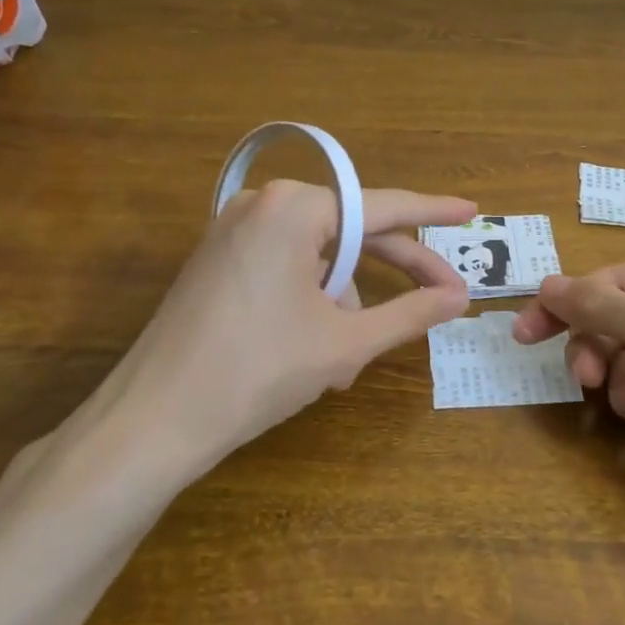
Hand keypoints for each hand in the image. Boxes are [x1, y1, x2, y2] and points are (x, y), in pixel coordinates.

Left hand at [89, 180, 475, 477]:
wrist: (152, 420)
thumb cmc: (258, 371)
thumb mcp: (345, 342)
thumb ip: (410, 312)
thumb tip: (459, 297)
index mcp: (295, 208)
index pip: (383, 206)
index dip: (433, 212)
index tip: (472, 211)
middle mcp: (262, 204)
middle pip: (351, 232)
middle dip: (392, 272)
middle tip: (442, 295)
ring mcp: (233, 230)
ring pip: (317, 259)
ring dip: (342, 305)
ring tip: (343, 365)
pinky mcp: (217, 259)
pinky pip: (284, 268)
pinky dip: (309, 302)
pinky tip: (312, 353)